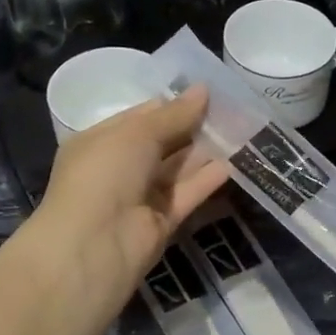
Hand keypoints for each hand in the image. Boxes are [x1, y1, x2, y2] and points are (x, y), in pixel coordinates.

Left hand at [29, 89, 229, 311]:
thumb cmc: (105, 174)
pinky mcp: (162, 221)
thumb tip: (203, 89)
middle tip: (232, 109)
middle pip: (163, 143)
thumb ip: (174, 114)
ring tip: (240, 131)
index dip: (173, 104)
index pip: (142, 117)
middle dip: (193, 127)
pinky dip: (207, 179)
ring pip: (178, 169)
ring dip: (205, 152)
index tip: (208, 93)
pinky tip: (233, 163)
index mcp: (102, 141)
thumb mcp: (137, 134)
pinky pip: (187, 194)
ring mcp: (141, 196)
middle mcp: (120, 168)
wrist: (94, 245)